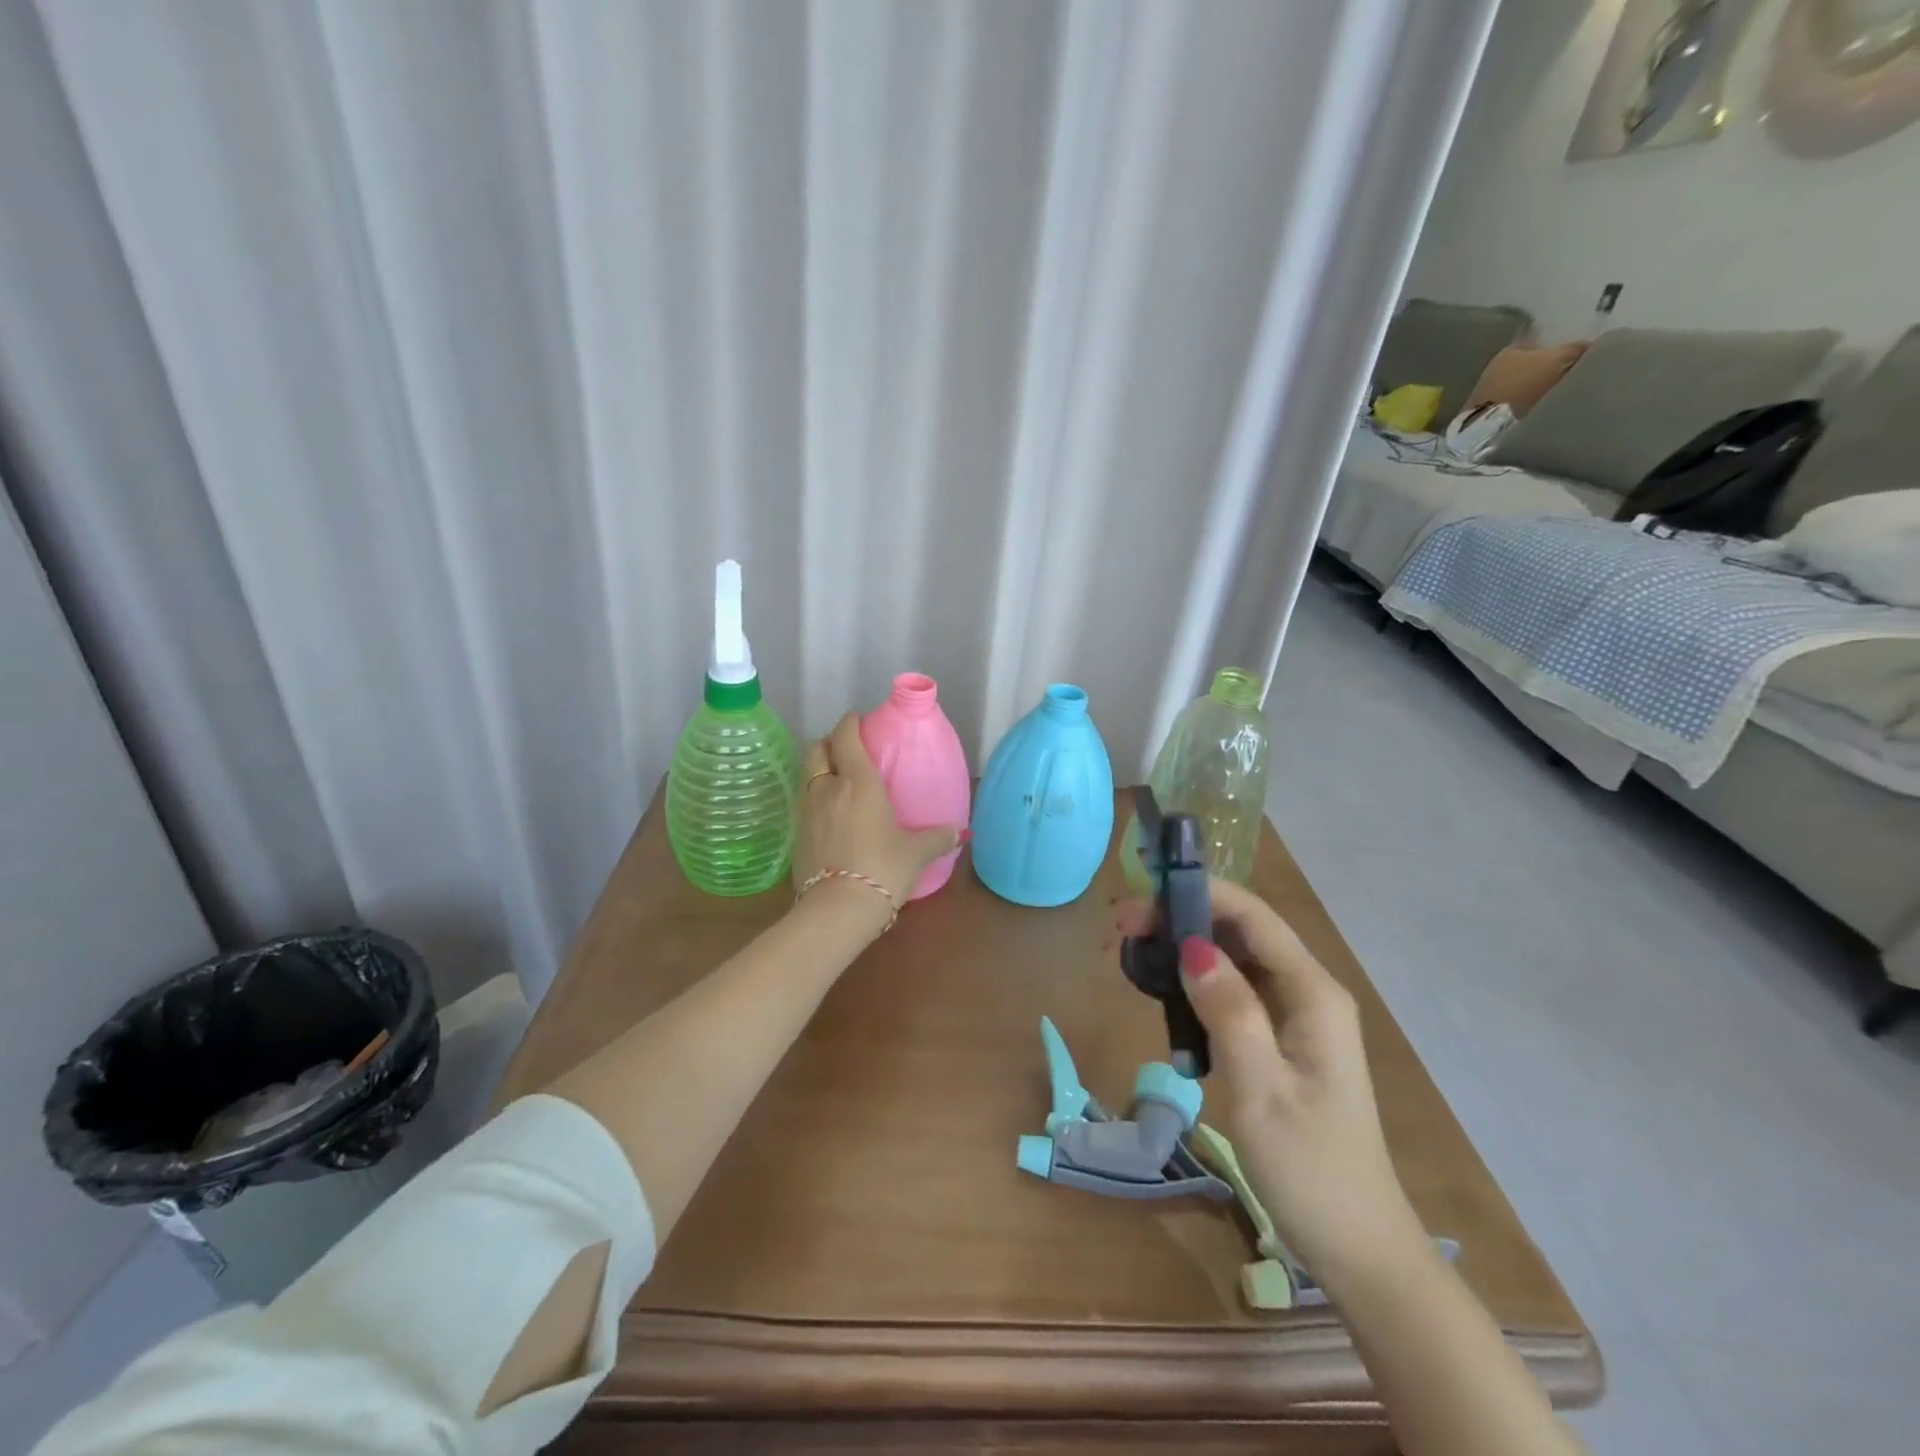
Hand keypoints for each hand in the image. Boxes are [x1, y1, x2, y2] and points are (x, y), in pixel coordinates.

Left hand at [794, 712, 960, 911]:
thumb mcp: (916, 853)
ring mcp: (807, 811)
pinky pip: (804, 804)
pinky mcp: (796, 836)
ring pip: (806, 775)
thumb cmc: (882, 868)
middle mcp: (827, 788)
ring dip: (819, 771)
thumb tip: (957, 833)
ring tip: (837, 782)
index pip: (846, 735)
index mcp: (858, 781)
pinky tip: (829, 816)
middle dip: (829, 743)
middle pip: (816, 749)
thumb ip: (936, 838)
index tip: (859, 719)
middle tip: (846, 750)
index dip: (850, 722)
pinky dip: (814, 800)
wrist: (837, 909)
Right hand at [1117, 879, 1423, 1281]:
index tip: (1140, 900)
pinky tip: (1165, 993)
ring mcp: (1297, 1018)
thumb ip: (1230, 1011)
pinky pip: (1236, 992)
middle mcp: (1309, 993)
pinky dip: (1198, 983)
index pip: (1253, 917)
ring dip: (1186, 949)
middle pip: (1242, 932)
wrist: (1357, 1247)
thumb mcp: (1261, 1089)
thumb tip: (1191, 947)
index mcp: (1314, 994)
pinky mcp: (1282, 1041)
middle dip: (1183, 919)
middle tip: (1123, 929)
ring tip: (1134, 952)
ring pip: (1236, 960)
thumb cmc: (1310, 1169)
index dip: (1198, 895)